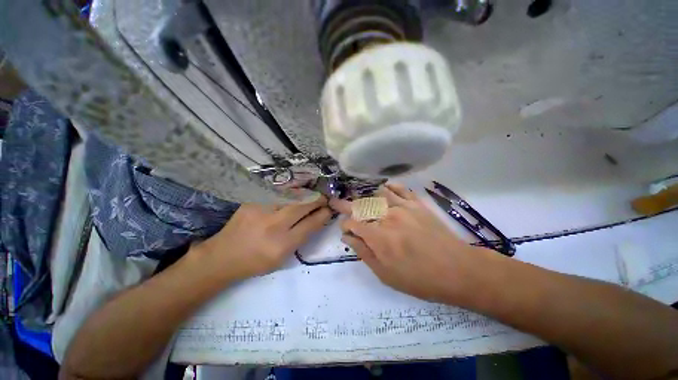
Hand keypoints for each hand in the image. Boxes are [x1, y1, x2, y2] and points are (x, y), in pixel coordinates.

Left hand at [196, 196, 331, 281]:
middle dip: (317, 200)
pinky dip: (290, 193)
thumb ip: (301, 238)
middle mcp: (273, 226)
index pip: (310, 224)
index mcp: (282, 245)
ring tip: (312, 194)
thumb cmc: (256, 262)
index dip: (323, 215)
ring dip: (305, 195)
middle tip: (324, 198)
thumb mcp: (283, 258)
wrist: (223, 256)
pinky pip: (277, 194)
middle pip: (302, 207)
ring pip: (291, 197)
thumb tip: (316, 219)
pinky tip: (294, 193)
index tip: (329, 210)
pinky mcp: (252, 202)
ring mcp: (261, 211)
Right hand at [330, 184, 491, 303]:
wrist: (457, 270)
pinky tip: (383, 188)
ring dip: (365, 196)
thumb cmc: (419, 279)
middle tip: (337, 202)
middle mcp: (387, 217)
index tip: (344, 229)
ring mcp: (403, 207)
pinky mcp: (417, 204)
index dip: (345, 225)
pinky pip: (399, 189)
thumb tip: (347, 237)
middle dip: (346, 205)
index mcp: (378, 237)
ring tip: (360, 198)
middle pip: (361, 206)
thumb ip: (363, 252)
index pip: (352, 223)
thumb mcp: (385, 274)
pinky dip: (389, 187)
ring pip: (377, 194)